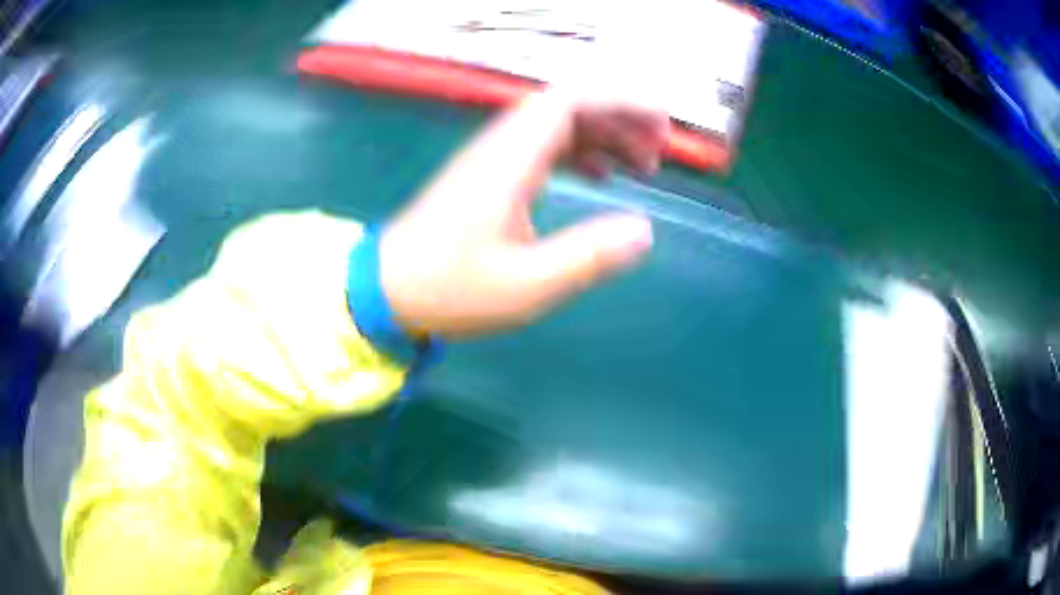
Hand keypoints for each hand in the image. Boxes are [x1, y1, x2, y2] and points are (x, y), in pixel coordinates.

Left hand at [379, 90, 667, 338]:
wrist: (386, 290)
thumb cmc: (449, 289)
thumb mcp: (526, 285)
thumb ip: (587, 257)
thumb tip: (644, 232)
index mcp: (510, 160)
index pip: (570, 102)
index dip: (621, 104)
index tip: (660, 126)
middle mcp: (502, 147)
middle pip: (568, 107)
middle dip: (620, 120)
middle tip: (658, 154)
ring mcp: (492, 159)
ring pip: (557, 126)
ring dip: (602, 136)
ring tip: (640, 167)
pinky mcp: (487, 176)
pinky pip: (542, 147)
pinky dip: (577, 153)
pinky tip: (596, 177)